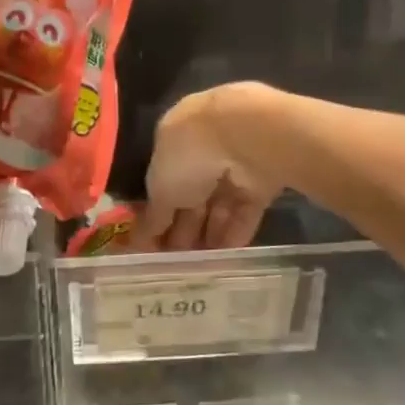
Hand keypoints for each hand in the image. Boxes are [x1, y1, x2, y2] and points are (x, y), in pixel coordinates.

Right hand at [136, 83, 281, 252]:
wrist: (244, 137)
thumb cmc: (188, 157)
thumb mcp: (160, 190)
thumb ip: (153, 217)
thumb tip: (141, 240)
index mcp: (173, 143)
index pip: (164, 184)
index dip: (159, 215)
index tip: (154, 246)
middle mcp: (203, 152)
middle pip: (192, 197)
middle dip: (184, 230)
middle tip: (178, 264)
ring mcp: (234, 165)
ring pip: (219, 206)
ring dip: (210, 235)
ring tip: (202, 267)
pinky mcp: (262, 180)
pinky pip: (245, 210)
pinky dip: (236, 232)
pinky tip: (226, 257)